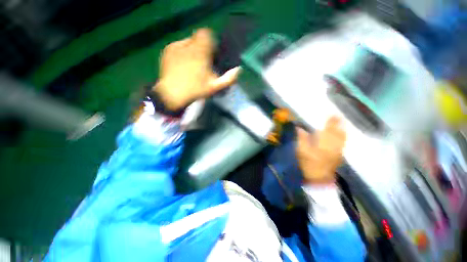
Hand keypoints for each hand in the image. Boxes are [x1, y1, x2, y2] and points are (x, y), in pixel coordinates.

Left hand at [154, 28, 240, 109]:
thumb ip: (228, 79)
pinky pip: (178, 46)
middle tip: (203, 60)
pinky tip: (182, 63)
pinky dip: (183, 51)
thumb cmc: (195, 90)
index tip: (212, 53)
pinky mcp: (168, 50)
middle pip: (198, 36)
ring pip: (188, 41)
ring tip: (192, 63)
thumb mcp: (214, 87)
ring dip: (193, 49)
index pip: (207, 34)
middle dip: (202, 46)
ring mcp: (176, 46)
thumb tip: (239, 70)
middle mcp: (188, 45)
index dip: (211, 42)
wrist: (172, 94)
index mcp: (200, 52)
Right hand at [296, 116, 345, 184]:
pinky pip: (342, 143)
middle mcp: (333, 145)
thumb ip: (301, 139)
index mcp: (323, 144)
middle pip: (337, 132)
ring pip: (342, 137)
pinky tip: (342, 134)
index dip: (330, 122)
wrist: (319, 178)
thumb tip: (300, 128)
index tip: (332, 114)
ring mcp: (338, 150)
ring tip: (341, 122)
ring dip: (342, 129)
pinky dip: (343, 136)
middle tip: (338, 116)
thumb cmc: (308, 163)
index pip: (328, 130)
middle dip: (338, 124)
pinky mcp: (339, 155)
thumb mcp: (301, 151)